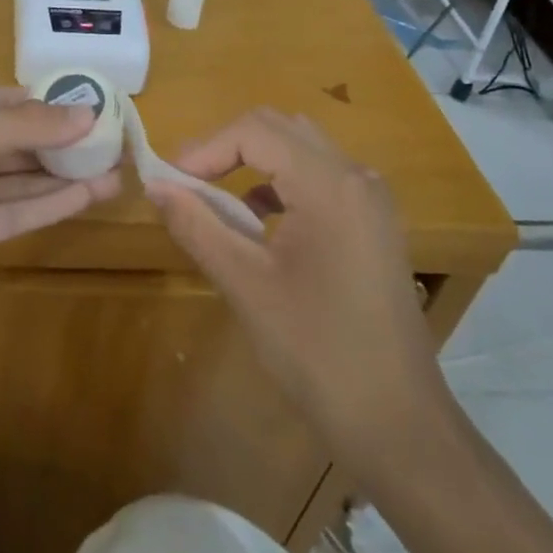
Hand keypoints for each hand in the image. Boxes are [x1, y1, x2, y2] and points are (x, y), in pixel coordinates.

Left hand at [0, 87, 119, 324]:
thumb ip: (21, 128)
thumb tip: (87, 113)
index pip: (6, 103)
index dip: (50, 104)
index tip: (98, 105)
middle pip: (17, 143)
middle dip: (63, 143)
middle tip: (116, 143)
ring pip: (18, 181)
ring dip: (63, 177)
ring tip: (114, 172)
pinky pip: (9, 215)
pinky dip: (45, 206)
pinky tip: (84, 197)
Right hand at [146, 109, 452, 459]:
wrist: (397, 422)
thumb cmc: (316, 350)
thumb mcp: (245, 283)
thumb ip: (197, 224)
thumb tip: (155, 186)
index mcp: (329, 184)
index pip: (254, 131)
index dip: (205, 148)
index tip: (169, 181)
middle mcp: (356, 177)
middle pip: (280, 129)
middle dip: (227, 147)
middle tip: (186, 182)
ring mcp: (371, 200)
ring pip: (301, 150)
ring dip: (253, 163)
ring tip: (213, 199)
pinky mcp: (373, 223)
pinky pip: (319, 178)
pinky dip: (280, 184)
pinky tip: (257, 222)